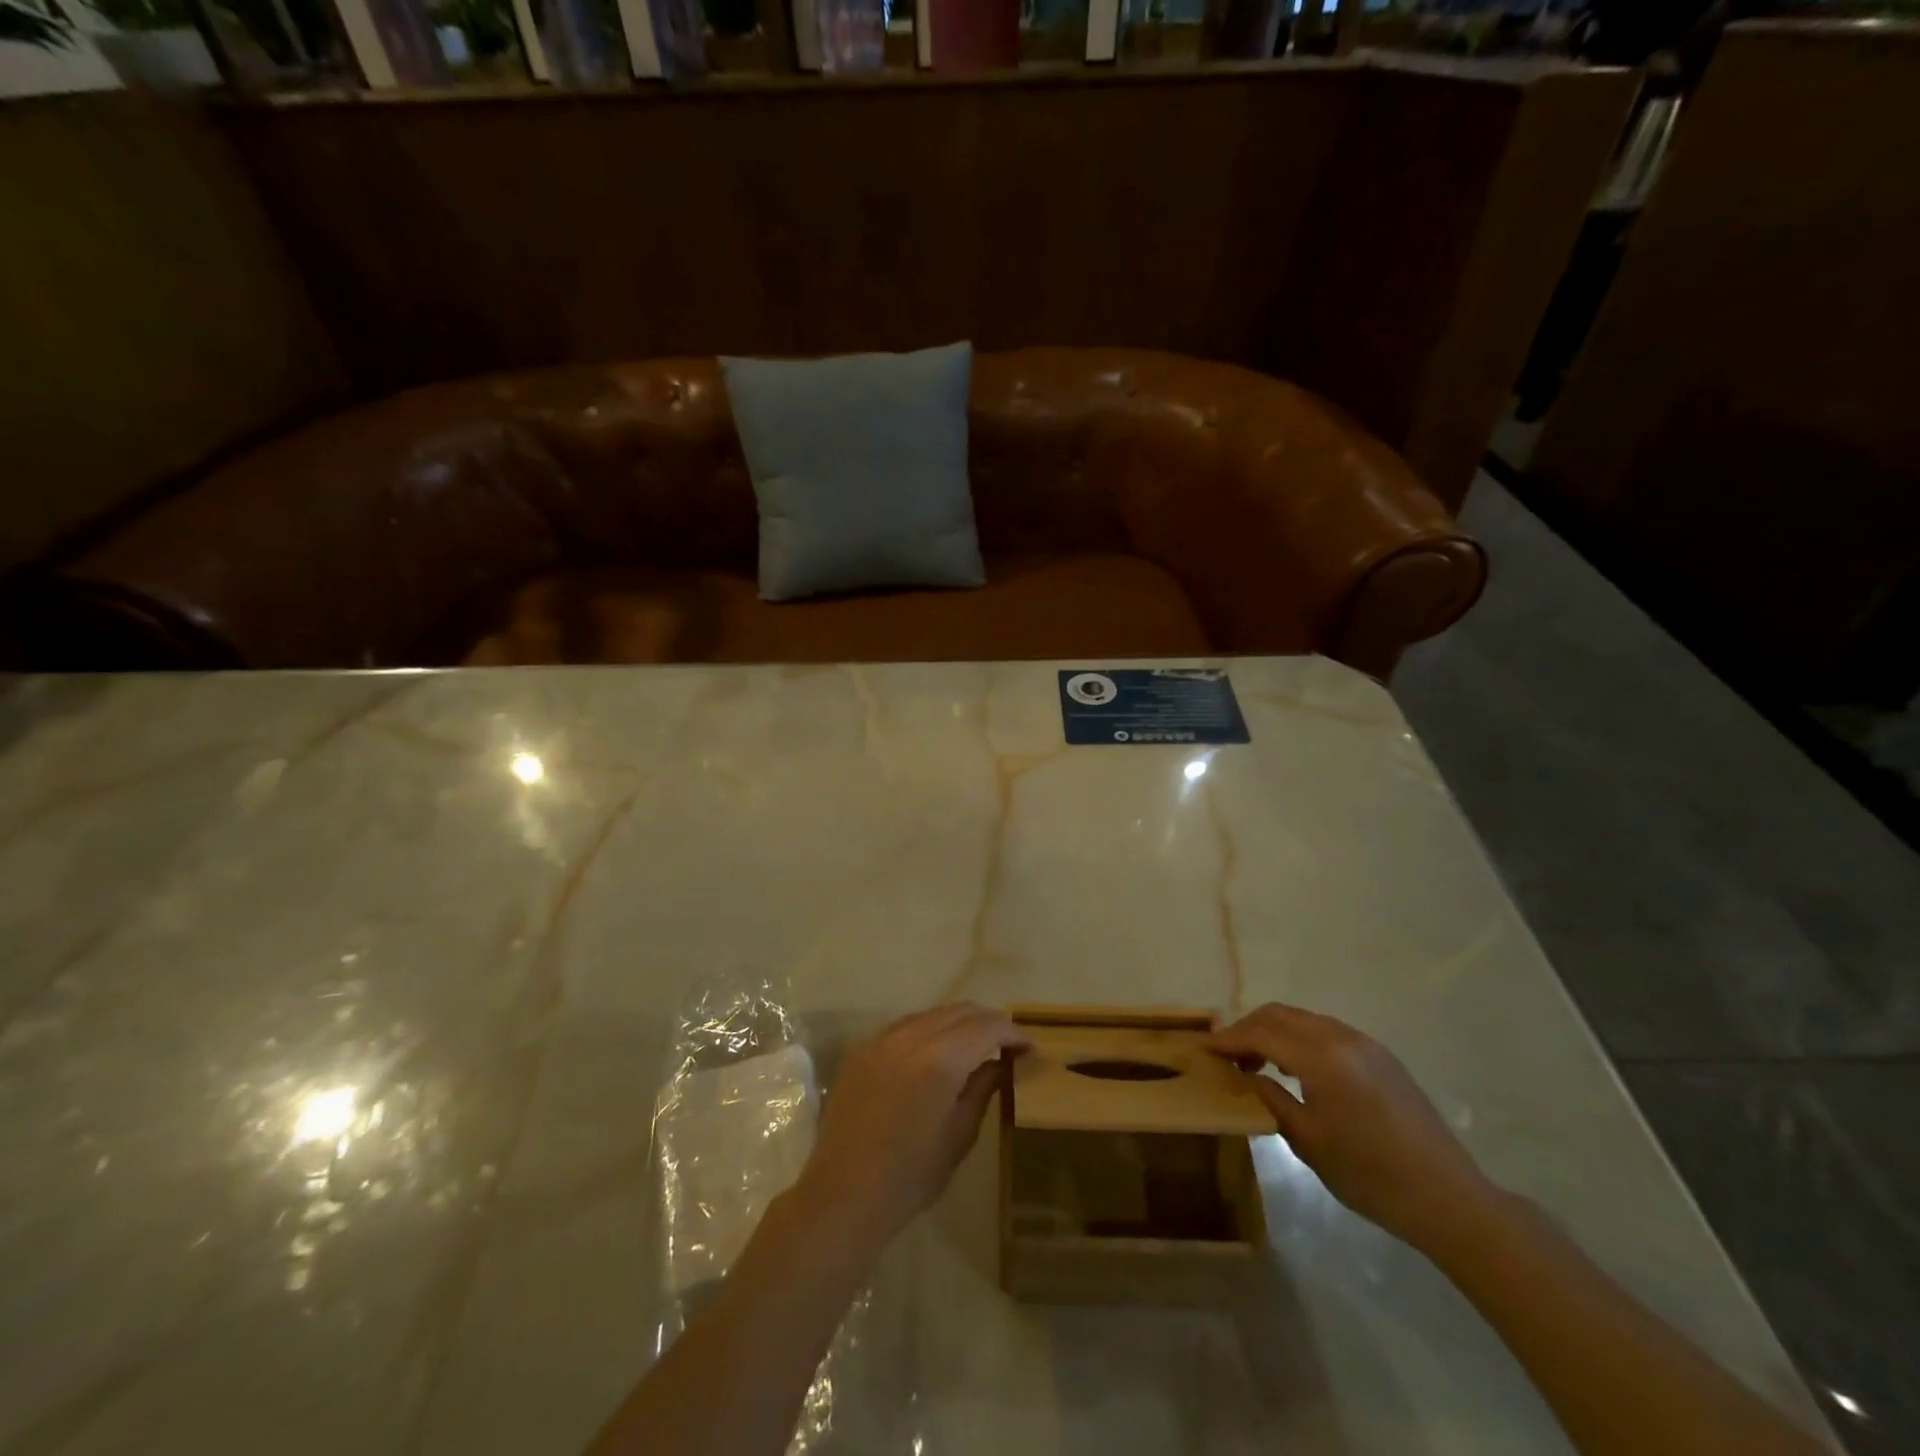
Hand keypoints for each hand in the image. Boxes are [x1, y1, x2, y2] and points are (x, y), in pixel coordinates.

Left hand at [790, 1004, 1029, 1250]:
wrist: (843, 1195)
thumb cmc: (910, 1176)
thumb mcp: (959, 1135)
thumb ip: (982, 1088)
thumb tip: (1000, 1062)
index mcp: (940, 1059)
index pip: (986, 1027)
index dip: (1012, 1032)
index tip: (1028, 1048)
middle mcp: (910, 1036)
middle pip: (959, 1011)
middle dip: (988, 1022)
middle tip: (1007, 1044)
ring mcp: (881, 1039)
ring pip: (931, 1013)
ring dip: (958, 1023)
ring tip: (975, 1045)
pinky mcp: (862, 1049)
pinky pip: (904, 1026)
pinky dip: (928, 1030)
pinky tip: (936, 1052)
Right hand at [1210, 1003, 1496, 1252]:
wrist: (1449, 1198)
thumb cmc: (1370, 1176)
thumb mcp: (1308, 1142)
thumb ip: (1271, 1100)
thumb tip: (1246, 1076)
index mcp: (1321, 1058)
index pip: (1262, 1033)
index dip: (1230, 1038)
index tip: (1204, 1047)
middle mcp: (1341, 1037)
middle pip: (1280, 1014)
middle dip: (1248, 1028)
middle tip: (1227, 1053)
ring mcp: (1364, 1043)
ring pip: (1304, 1019)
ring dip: (1274, 1030)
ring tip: (1257, 1061)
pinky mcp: (1380, 1055)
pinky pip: (1326, 1030)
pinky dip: (1300, 1038)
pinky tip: (1295, 1067)